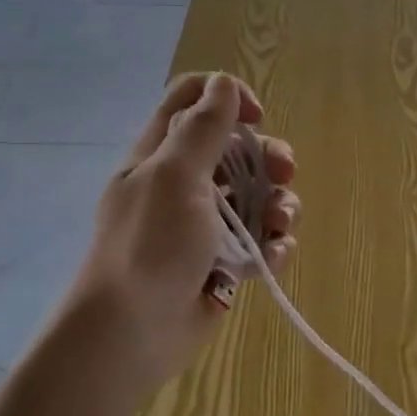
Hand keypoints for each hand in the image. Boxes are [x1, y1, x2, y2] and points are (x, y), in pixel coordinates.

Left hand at [74, 72, 298, 371]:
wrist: (132, 332)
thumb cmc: (150, 244)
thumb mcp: (174, 175)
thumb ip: (202, 128)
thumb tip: (223, 83)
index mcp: (161, 155)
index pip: (192, 102)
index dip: (227, 99)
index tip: (256, 119)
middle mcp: (183, 184)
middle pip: (236, 151)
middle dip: (267, 158)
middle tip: (284, 174)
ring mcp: (204, 226)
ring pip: (255, 198)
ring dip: (278, 206)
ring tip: (280, 226)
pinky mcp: (223, 263)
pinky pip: (258, 242)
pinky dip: (272, 246)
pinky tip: (272, 258)